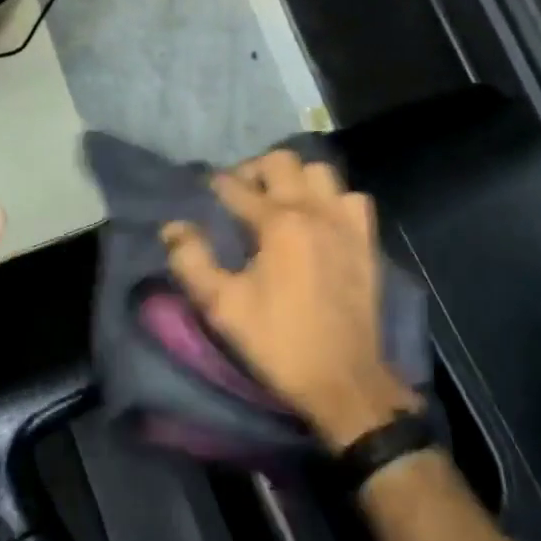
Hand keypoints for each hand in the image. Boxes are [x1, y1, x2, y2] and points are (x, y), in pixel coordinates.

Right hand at [162, 150, 419, 451]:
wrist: (343, 379)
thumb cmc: (278, 341)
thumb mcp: (222, 306)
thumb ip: (192, 261)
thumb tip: (173, 227)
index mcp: (277, 222)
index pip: (238, 187)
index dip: (217, 185)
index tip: (205, 191)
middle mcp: (313, 209)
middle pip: (282, 161)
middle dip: (255, 170)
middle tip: (241, 194)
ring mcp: (345, 222)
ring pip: (320, 172)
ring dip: (296, 178)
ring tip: (280, 201)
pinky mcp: (366, 240)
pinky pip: (352, 198)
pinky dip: (334, 200)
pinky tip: (321, 220)